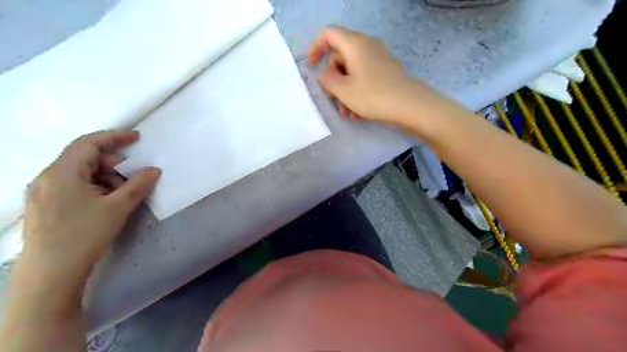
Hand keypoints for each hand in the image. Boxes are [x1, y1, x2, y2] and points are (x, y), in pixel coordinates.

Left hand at [21, 130, 158, 284]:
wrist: (50, 273)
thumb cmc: (84, 234)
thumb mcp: (118, 207)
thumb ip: (138, 185)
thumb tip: (154, 170)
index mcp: (62, 173)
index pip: (89, 143)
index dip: (114, 137)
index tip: (136, 138)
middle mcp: (48, 177)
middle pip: (85, 158)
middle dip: (113, 165)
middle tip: (132, 179)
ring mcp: (44, 193)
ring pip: (81, 174)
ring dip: (105, 179)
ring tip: (120, 197)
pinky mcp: (46, 206)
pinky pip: (74, 186)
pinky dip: (95, 188)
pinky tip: (105, 204)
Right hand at [307, 26, 437, 127]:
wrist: (411, 106)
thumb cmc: (374, 96)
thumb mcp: (344, 90)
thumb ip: (327, 80)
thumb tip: (324, 76)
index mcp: (355, 44)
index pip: (328, 34)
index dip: (315, 48)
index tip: (311, 67)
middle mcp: (366, 47)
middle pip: (340, 58)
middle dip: (333, 81)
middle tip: (334, 100)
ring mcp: (377, 60)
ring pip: (351, 72)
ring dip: (345, 93)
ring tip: (347, 114)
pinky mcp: (385, 72)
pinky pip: (364, 79)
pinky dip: (357, 94)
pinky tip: (358, 114)